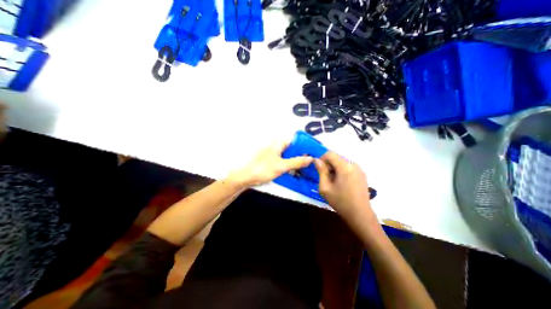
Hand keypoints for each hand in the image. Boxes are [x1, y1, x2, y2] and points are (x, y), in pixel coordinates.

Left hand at [227, 141, 314, 187]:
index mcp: (278, 143)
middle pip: (293, 148)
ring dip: (296, 160)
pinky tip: (296, 170)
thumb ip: (297, 161)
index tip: (314, 152)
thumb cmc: (262, 169)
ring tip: (307, 166)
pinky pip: (284, 160)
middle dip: (302, 154)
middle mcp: (276, 146)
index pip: (295, 141)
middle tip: (312, 162)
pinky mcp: (272, 160)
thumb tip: (310, 158)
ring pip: (289, 155)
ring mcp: (274, 153)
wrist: (246, 177)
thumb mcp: (282, 165)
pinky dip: (290, 164)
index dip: (305, 146)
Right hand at [314, 151, 379, 221]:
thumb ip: (321, 171)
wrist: (360, 215)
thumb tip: (316, 160)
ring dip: (334, 168)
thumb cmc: (340, 202)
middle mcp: (353, 164)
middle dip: (328, 165)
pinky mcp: (362, 174)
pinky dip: (341, 171)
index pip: (330, 154)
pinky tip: (341, 183)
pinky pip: (348, 167)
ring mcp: (359, 169)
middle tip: (325, 178)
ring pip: (341, 162)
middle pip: (336, 158)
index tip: (319, 170)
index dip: (322, 159)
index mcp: (345, 167)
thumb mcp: (325, 187)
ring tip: (333, 182)